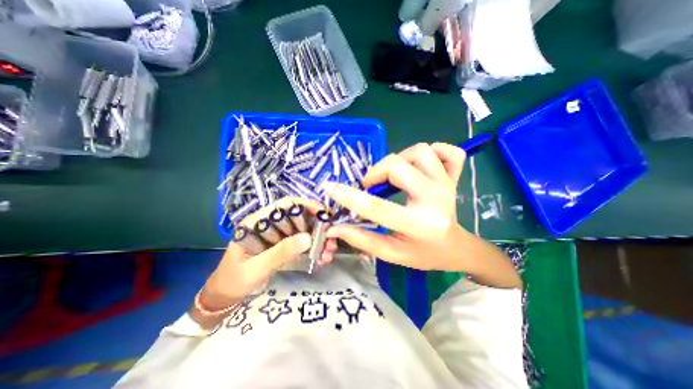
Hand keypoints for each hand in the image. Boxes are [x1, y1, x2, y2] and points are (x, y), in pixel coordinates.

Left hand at [198, 198, 324, 315]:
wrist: (225, 297)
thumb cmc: (234, 281)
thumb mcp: (255, 268)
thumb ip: (279, 253)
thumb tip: (307, 238)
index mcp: (258, 221)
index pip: (285, 204)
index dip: (306, 205)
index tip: (323, 214)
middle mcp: (270, 224)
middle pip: (298, 216)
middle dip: (317, 225)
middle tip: (330, 238)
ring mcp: (278, 235)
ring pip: (303, 229)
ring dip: (318, 238)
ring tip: (328, 251)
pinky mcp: (283, 245)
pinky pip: (302, 242)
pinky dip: (313, 248)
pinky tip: (321, 257)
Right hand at [323, 141, 466, 271]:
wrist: (455, 248)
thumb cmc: (423, 254)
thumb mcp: (391, 253)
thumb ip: (363, 240)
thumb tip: (335, 228)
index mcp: (418, 225)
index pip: (376, 207)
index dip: (349, 196)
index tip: (330, 187)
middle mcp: (435, 200)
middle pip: (398, 166)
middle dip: (376, 172)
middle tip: (372, 185)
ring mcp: (447, 185)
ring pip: (420, 152)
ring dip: (400, 159)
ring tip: (395, 175)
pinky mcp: (455, 177)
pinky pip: (449, 151)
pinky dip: (434, 151)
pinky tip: (422, 165)